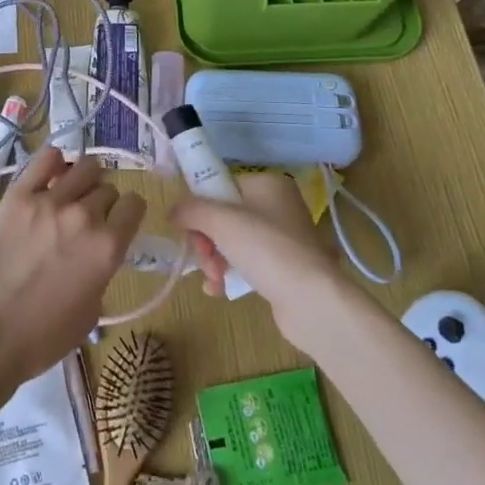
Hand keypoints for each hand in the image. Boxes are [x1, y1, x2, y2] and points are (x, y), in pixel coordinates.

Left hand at [0, 147, 145, 386]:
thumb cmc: (42, 337)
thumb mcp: (91, 312)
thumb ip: (102, 271)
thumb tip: (96, 252)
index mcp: (108, 247)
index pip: (134, 205)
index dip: (128, 213)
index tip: (119, 221)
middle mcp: (84, 216)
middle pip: (107, 188)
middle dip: (103, 201)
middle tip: (87, 218)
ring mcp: (49, 201)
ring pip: (83, 167)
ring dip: (84, 179)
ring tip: (72, 193)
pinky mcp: (18, 195)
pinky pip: (45, 159)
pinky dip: (54, 162)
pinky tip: (52, 173)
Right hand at [171, 172, 343, 341]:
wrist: (311, 300)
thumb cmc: (265, 248)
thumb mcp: (220, 221)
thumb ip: (190, 209)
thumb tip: (173, 211)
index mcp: (267, 184)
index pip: (221, 186)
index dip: (201, 207)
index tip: (190, 229)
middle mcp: (278, 206)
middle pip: (224, 217)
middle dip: (206, 241)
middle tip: (204, 260)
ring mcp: (283, 239)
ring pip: (232, 242)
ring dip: (214, 260)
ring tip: (214, 280)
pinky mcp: (284, 268)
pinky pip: (246, 263)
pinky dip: (229, 274)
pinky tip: (220, 290)